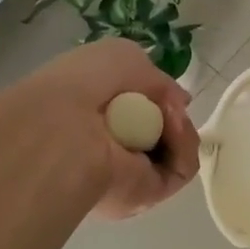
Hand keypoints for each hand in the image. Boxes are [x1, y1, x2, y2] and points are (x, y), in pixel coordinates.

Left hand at [43, 39, 200, 219]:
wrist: (65, 131)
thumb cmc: (81, 86)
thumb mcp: (120, 56)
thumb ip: (154, 75)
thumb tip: (179, 101)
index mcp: (93, 116)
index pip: (134, 108)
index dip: (155, 97)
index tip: (163, 91)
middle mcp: (109, 145)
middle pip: (160, 128)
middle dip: (172, 113)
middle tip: (169, 105)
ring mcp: (130, 171)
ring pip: (176, 148)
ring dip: (181, 128)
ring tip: (171, 117)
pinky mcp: (149, 193)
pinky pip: (182, 168)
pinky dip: (185, 146)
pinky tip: (174, 130)